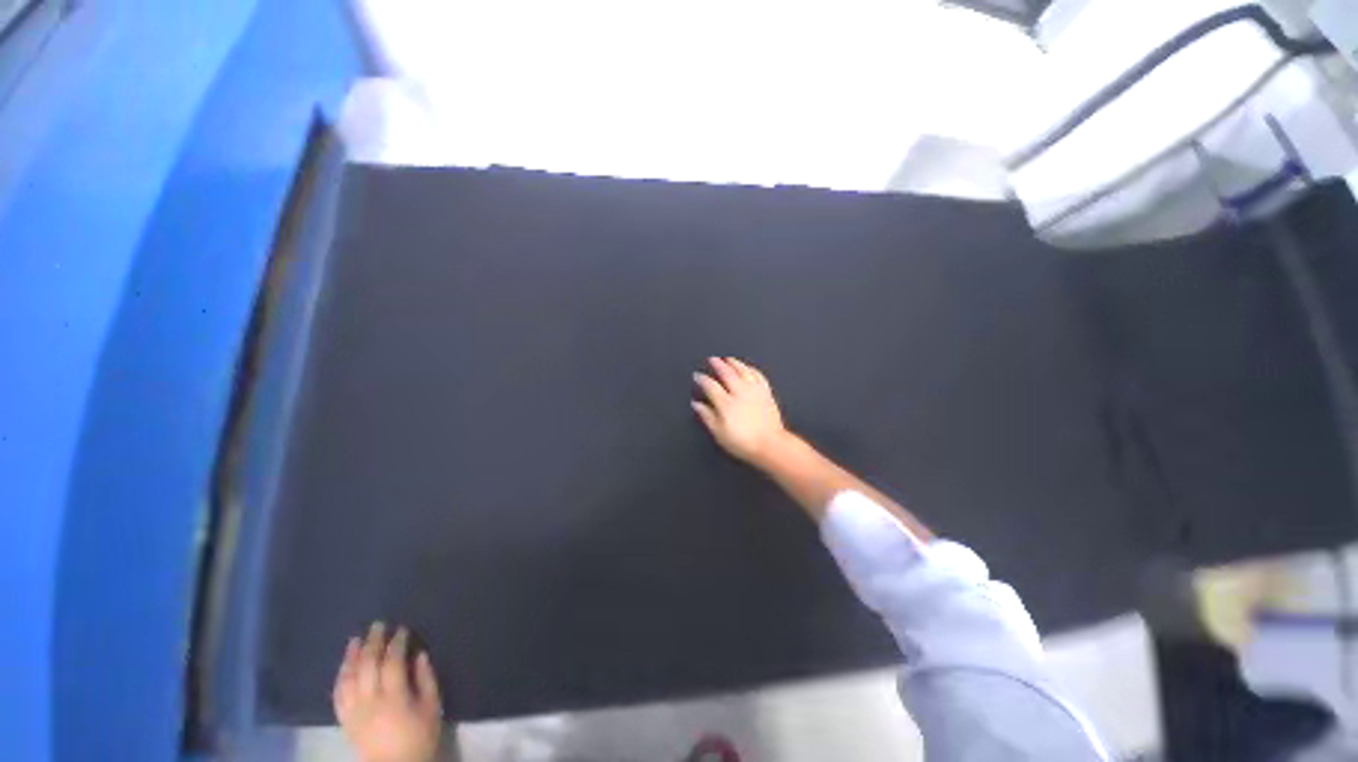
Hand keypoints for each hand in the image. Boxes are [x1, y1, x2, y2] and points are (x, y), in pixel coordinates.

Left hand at [334, 622, 443, 761]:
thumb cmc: (419, 736)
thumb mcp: (432, 707)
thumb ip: (426, 680)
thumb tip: (420, 655)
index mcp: (394, 698)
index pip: (392, 663)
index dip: (397, 643)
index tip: (402, 629)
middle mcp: (370, 702)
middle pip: (368, 667)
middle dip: (373, 643)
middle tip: (378, 625)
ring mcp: (354, 712)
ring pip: (349, 679)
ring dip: (352, 657)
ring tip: (356, 640)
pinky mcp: (345, 721)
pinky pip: (338, 696)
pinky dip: (340, 677)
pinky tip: (344, 666)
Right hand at [692, 357, 789, 465]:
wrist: (770, 445)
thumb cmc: (743, 443)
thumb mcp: (719, 433)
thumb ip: (707, 416)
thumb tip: (697, 404)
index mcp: (726, 403)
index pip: (711, 386)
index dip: (702, 379)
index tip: (697, 375)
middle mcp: (740, 393)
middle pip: (727, 373)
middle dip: (718, 364)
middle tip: (712, 359)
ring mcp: (754, 391)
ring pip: (743, 371)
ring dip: (734, 363)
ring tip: (728, 359)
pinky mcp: (766, 393)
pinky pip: (758, 375)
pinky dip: (751, 369)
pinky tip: (747, 368)